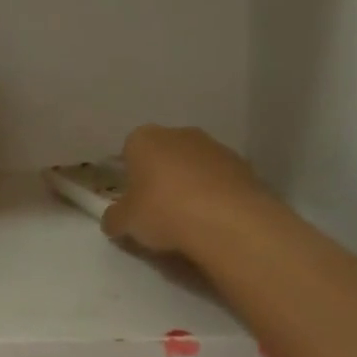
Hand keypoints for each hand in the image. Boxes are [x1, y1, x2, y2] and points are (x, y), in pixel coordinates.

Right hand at [101, 125, 268, 257]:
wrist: (227, 220)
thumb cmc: (163, 211)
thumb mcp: (125, 223)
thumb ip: (114, 218)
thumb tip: (113, 220)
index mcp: (144, 138)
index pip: (130, 150)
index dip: (130, 176)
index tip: (134, 201)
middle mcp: (179, 133)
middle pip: (164, 154)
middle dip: (161, 177)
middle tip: (159, 211)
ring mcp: (215, 146)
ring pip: (194, 165)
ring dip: (191, 185)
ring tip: (190, 220)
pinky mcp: (243, 165)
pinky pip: (220, 179)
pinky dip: (216, 194)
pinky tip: (215, 220)